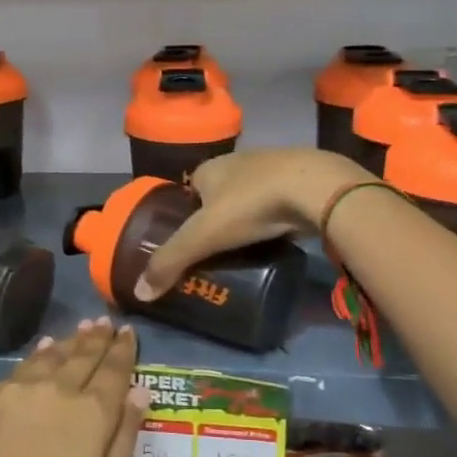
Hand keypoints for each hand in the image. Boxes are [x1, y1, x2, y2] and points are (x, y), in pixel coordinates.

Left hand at [0, 319, 149, 456]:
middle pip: (83, 354)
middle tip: (105, 321)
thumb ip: (123, 438)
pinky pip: (22, 367)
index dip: (123, 349)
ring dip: (70, 340)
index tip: (127, 332)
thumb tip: (139, 391)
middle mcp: (57, 389)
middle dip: (97, 337)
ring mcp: (19, 389)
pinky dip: (39, 354)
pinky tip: (42, 350)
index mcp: (92, 412)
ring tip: (81, 328)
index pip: (114, 369)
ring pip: (51, 354)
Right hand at [133, 148, 374, 299]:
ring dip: (246, 219)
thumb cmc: (251, 205)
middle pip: (218, 195)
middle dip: (216, 220)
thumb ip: (171, 262)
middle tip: (216, 253)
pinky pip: (278, 203)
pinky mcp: (302, 181)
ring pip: (250, 198)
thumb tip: (139, 294)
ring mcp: (273, 168)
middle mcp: (238, 162)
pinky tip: (276, 238)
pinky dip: (273, 219)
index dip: (184, 217)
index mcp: (209, 168)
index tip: (188, 244)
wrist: (318, 188)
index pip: (188, 192)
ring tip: (245, 250)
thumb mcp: (203, 237)